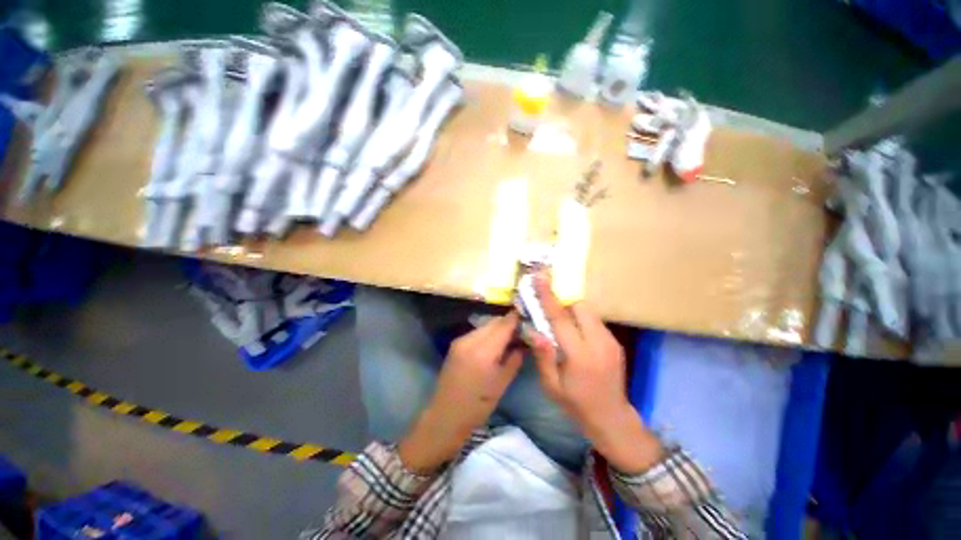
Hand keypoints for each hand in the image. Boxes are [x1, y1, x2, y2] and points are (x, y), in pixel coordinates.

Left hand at [399, 312, 522, 473]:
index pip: (503, 325)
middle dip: (508, 323)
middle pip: (493, 322)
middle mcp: (470, 340)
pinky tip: (494, 344)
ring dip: (498, 328)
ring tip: (509, 338)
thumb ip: (514, 359)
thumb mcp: (502, 384)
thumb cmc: (478, 406)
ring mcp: (460, 340)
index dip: (516, 318)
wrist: (445, 416)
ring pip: (485, 325)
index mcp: (483, 352)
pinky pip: (477, 332)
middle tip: (521, 330)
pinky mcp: (456, 344)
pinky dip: (488, 333)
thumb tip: (523, 343)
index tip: (528, 316)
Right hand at [530, 274, 662, 472]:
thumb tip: (532, 329)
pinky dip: (580, 318)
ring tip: (559, 319)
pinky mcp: (614, 341)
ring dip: (571, 309)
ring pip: (588, 311)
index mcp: (580, 356)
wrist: (612, 418)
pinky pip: (593, 319)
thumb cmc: (576, 405)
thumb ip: (542, 355)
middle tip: (547, 304)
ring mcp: (610, 341)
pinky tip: (573, 331)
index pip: (561, 319)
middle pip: (579, 307)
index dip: (548, 296)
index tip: (540, 276)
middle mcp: (599, 343)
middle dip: (562, 301)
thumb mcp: (551, 386)